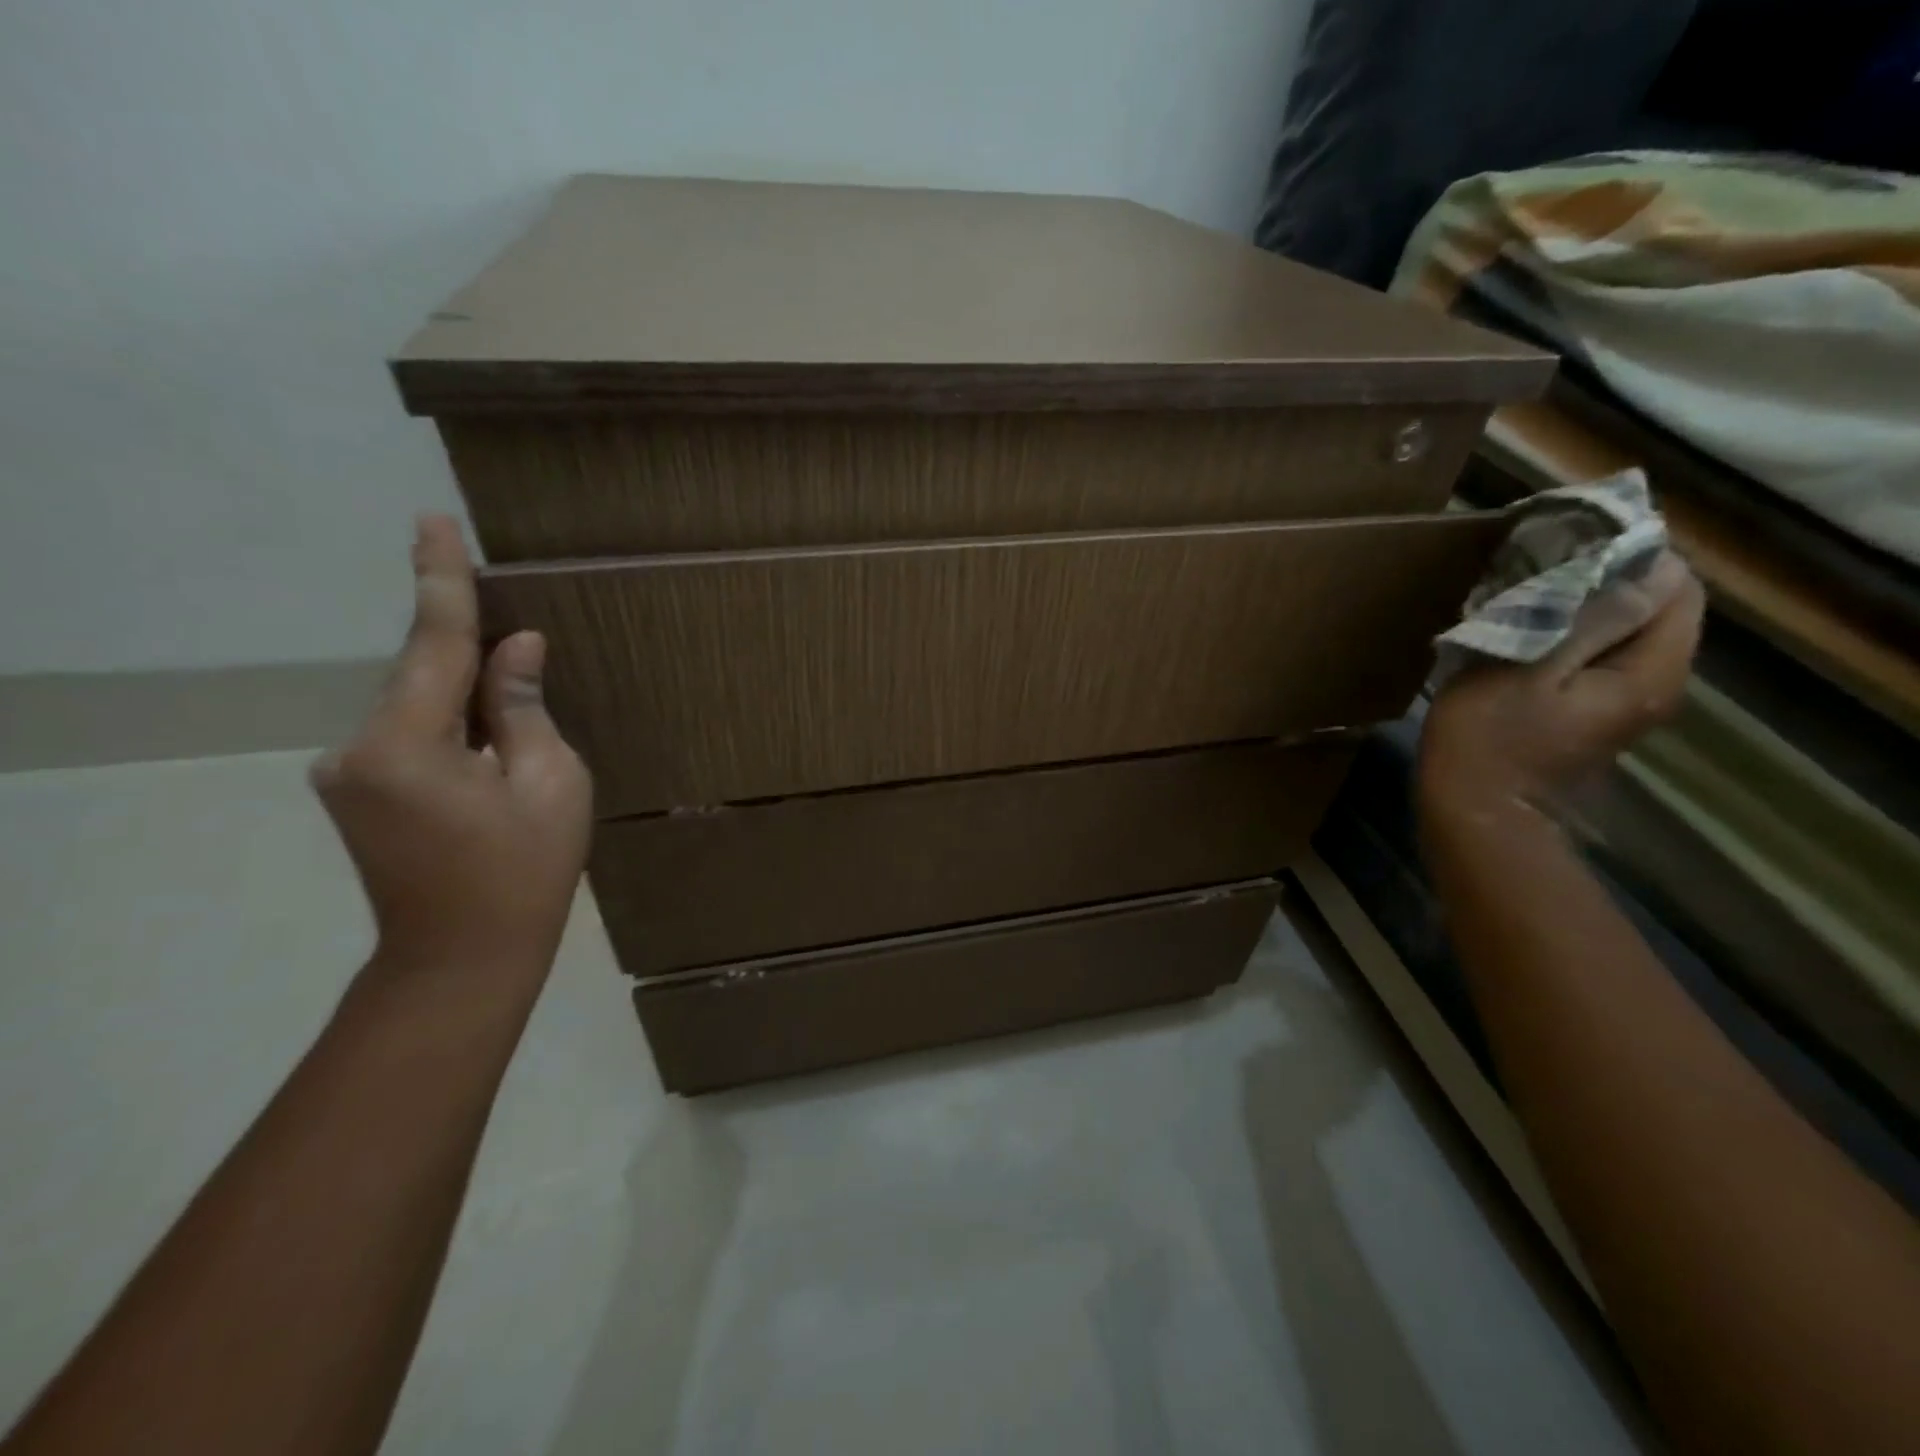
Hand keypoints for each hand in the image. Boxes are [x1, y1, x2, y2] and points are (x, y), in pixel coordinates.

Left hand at [312, 516, 591, 981]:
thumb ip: (523, 707)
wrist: (462, 958)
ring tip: (515, 712)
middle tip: (516, 635)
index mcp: (406, 745)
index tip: (432, 520)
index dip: (440, 579)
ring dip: (465, 694)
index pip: (431, 642)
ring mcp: (349, 773)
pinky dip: (450, 722)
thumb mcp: (551, 783)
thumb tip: (515, 648)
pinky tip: (488, 746)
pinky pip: (409, 733)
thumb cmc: (523, 872)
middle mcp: (357, 749)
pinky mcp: (357, 792)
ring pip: (417, 704)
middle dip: (469, 650)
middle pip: (421, 674)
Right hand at [1420, 551, 1704, 820]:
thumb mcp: (1526, 669)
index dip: (1636, 558)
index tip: (1577, 545)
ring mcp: (1628, 702)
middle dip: (1612, 579)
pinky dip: (1576, 633)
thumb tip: (1638, 573)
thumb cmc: (1488, 736)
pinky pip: (1604, 655)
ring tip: (1533, 593)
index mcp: (1648, 673)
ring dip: (1589, 606)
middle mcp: (1656, 685)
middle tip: (1548, 565)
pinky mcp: (1597, 713)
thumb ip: (1588, 621)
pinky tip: (1532, 632)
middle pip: (1658, 610)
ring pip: (1629, 632)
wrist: (1473, 805)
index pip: (1678, 591)